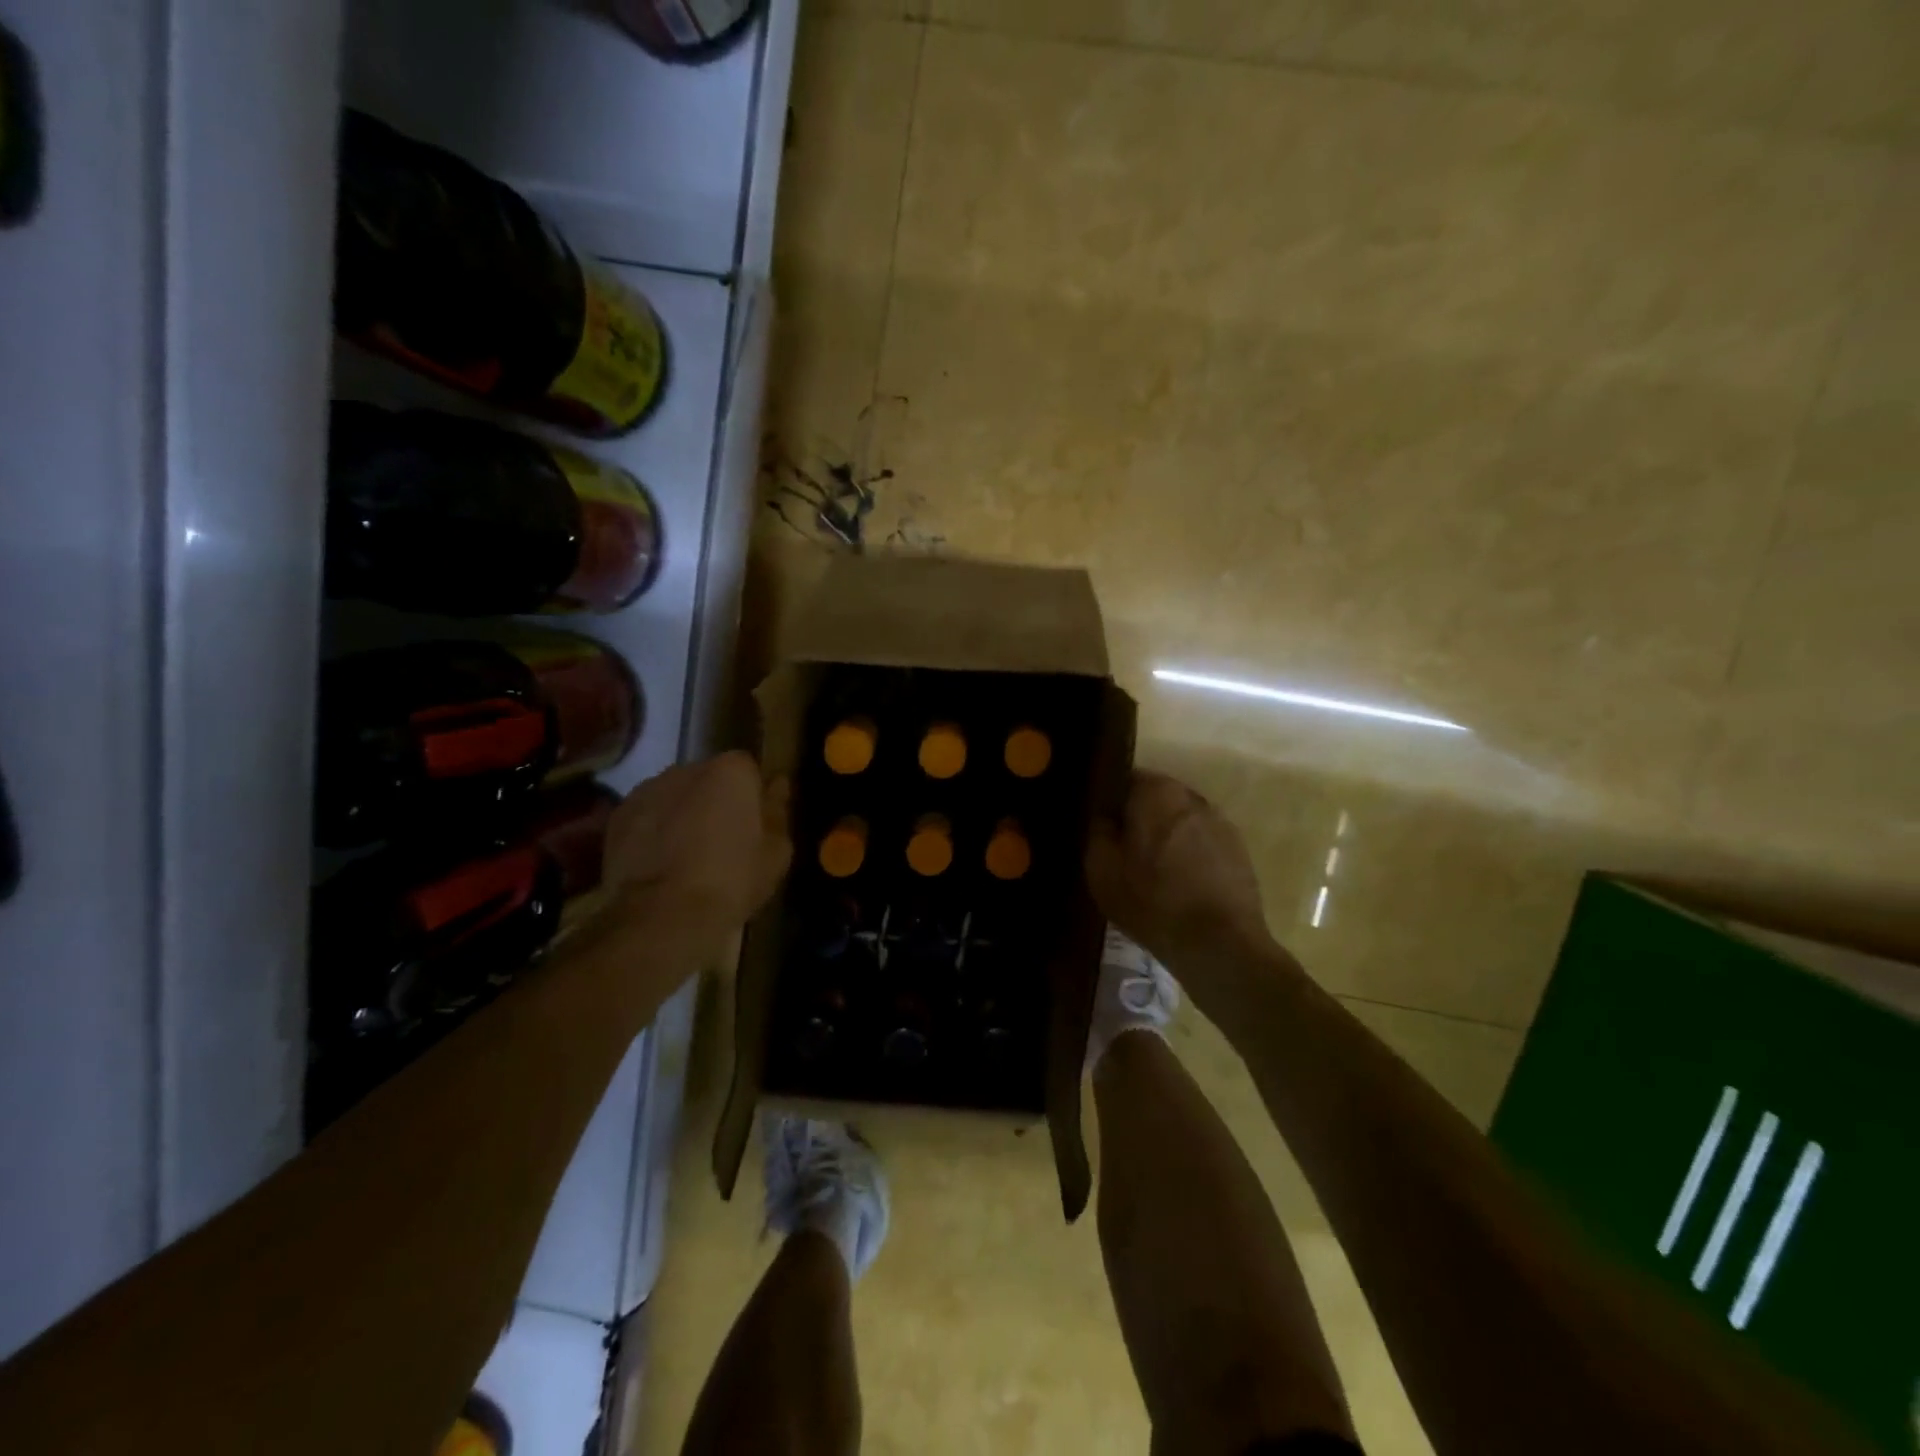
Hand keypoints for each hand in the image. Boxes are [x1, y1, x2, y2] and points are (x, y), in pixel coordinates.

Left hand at [603, 752, 790, 935]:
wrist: (663, 917)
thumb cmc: (732, 881)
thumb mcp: (776, 853)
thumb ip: (777, 811)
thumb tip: (777, 785)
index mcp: (731, 771)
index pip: (749, 770)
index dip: (753, 797)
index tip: (754, 824)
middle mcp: (687, 768)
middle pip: (709, 778)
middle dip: (715, 800)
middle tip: (723, 840)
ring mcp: (647, 789)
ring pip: (675, 795)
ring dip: (683, 813)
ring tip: (687, 854)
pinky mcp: (618, 816)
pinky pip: (647, 816)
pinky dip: (654, 830)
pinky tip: (661, 863)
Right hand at [1086, 770, 1272, 986]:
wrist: (1220, 945)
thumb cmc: (1152, 901)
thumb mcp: (1102, 869)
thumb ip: (1098, 831)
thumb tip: (1104, 816)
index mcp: (1157, 792)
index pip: (1125, 778)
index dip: (1110, 801)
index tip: (1101, 825)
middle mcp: (1192, 796)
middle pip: (1156, 798)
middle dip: (1139, 817)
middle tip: (1122, 850)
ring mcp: (1221, 822)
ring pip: (1181, 820)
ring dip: (1166, 836)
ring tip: (1152, 870)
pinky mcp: (1239, 850)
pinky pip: (1202, 842)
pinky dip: (1189, 855)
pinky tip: (1179, 884)